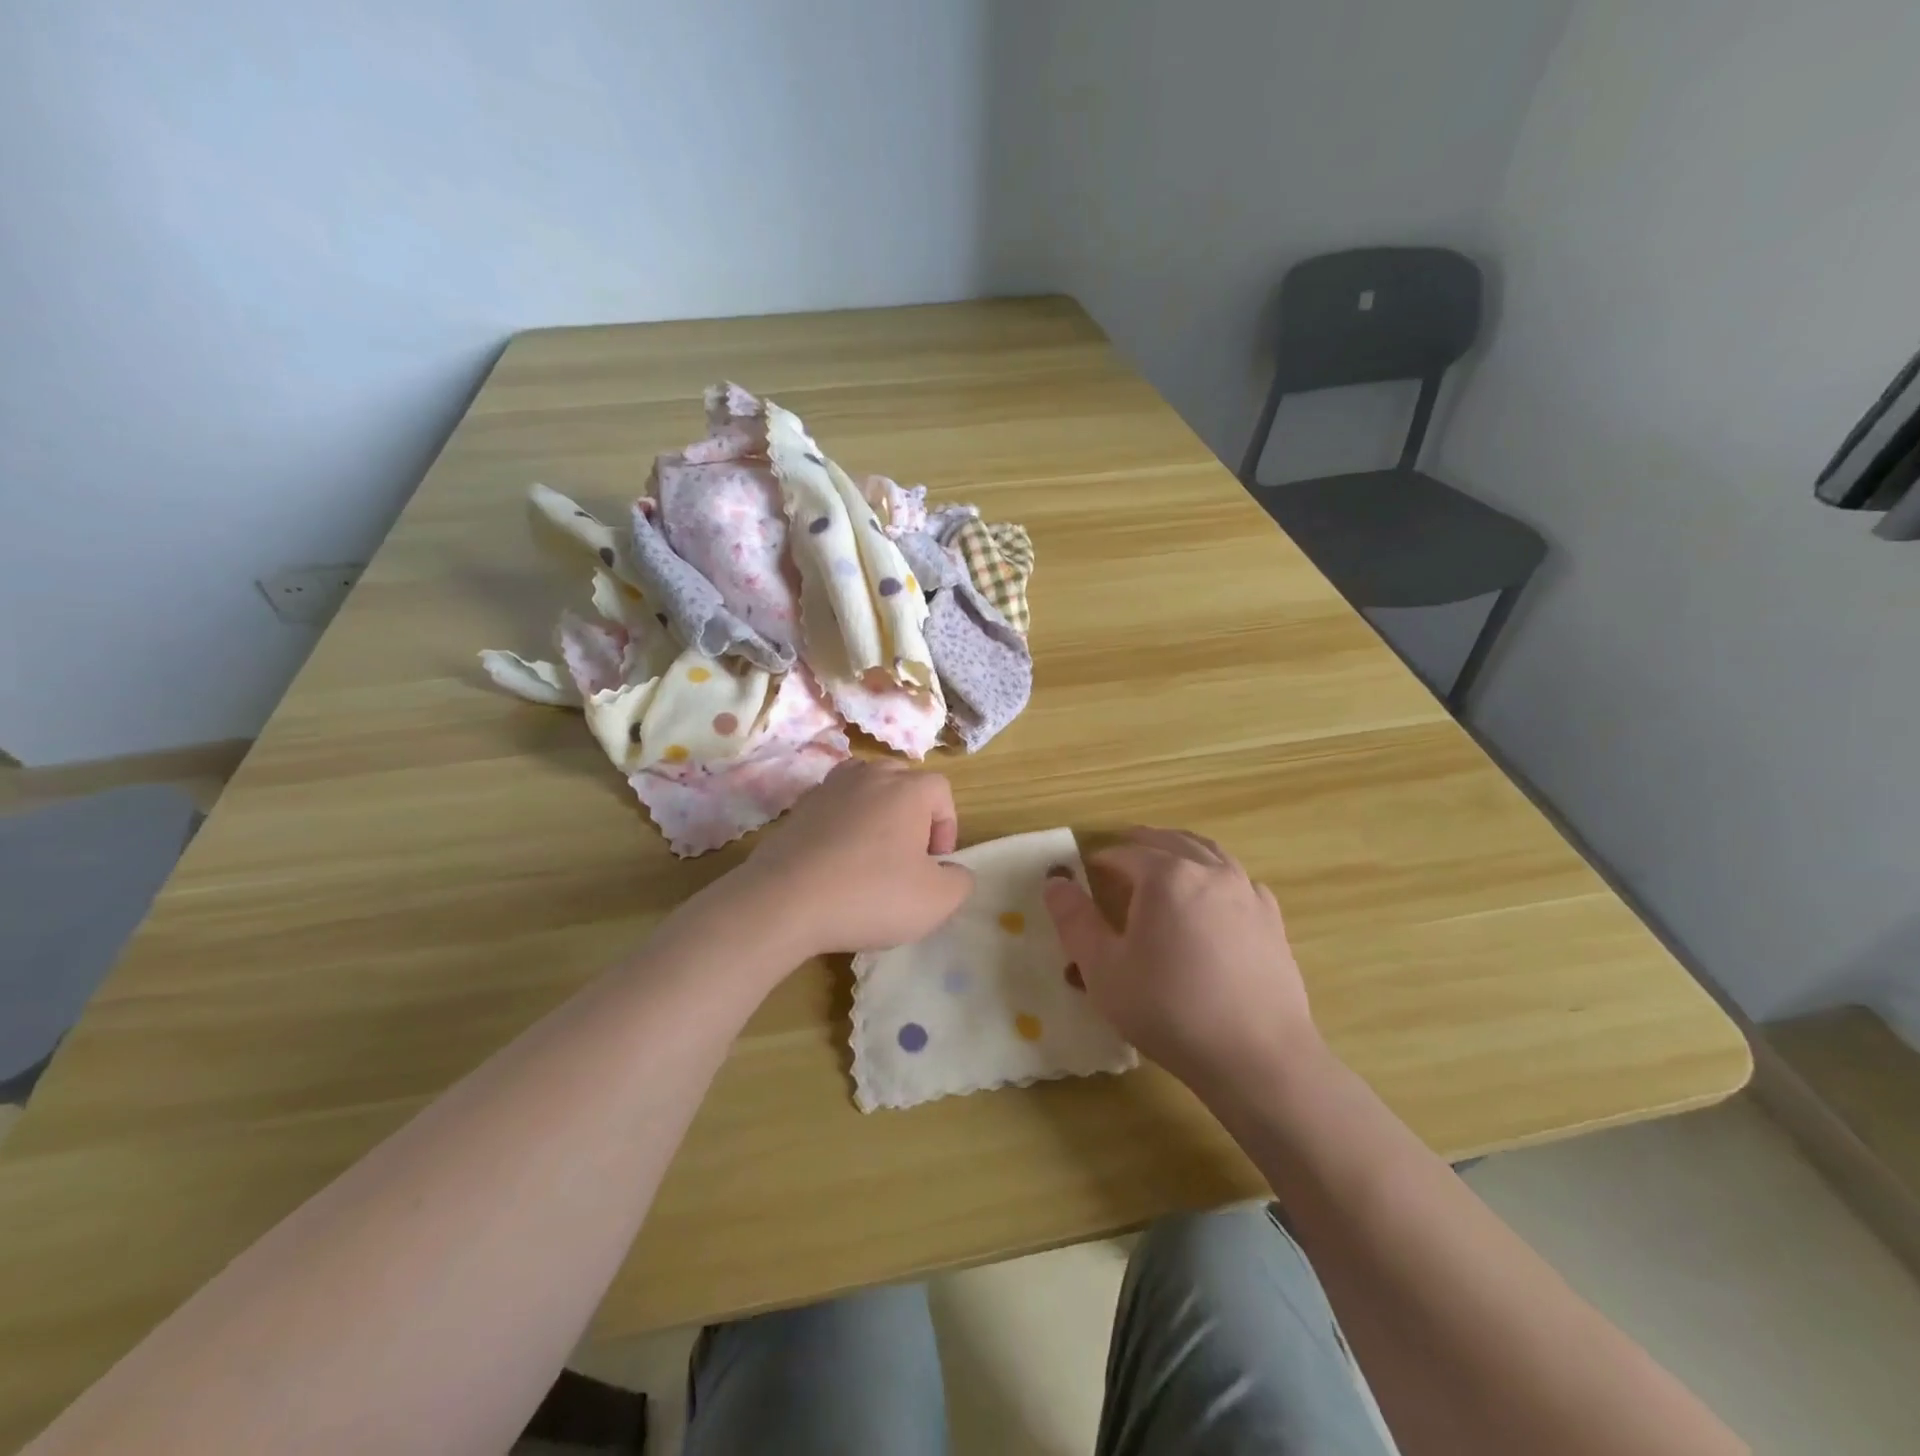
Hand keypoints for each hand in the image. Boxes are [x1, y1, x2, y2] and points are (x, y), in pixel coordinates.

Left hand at [735, 760, 973, 956]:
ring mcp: (829, 788)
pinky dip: (841, 825)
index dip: (947, 826)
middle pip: (902, 781)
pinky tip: (836, 861)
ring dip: (876, 814)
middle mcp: (869, 775)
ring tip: (871, 852)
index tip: (935, 864)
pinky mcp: (798, 808)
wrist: (785, 901)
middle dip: (912, 814)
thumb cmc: (871, 895)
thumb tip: (951, 870)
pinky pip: (833, 807)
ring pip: (865, 787)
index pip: (941, 791)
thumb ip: (959, 881)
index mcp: (908, 789)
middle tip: (907, 856)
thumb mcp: (936, 901)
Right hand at [1042, 828, 1318, 1098]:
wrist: (1257, 1057)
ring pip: (1207, 853)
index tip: (1084, 876)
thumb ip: (1075, 920)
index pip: (1124, 853)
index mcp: (1166, 875)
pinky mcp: (1271, 919)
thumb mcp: (1103, 969)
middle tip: (1117, 860)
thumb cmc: (1169, 1010)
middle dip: (1139, 845)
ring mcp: (1246, 892)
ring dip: (1179, 851)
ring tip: (1161, 866)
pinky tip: (1209, 899)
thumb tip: (1055, 881)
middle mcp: (1209, 871)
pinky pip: (1237, 880)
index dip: (1099, 861)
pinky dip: (1214, 875)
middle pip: (1169, 841)